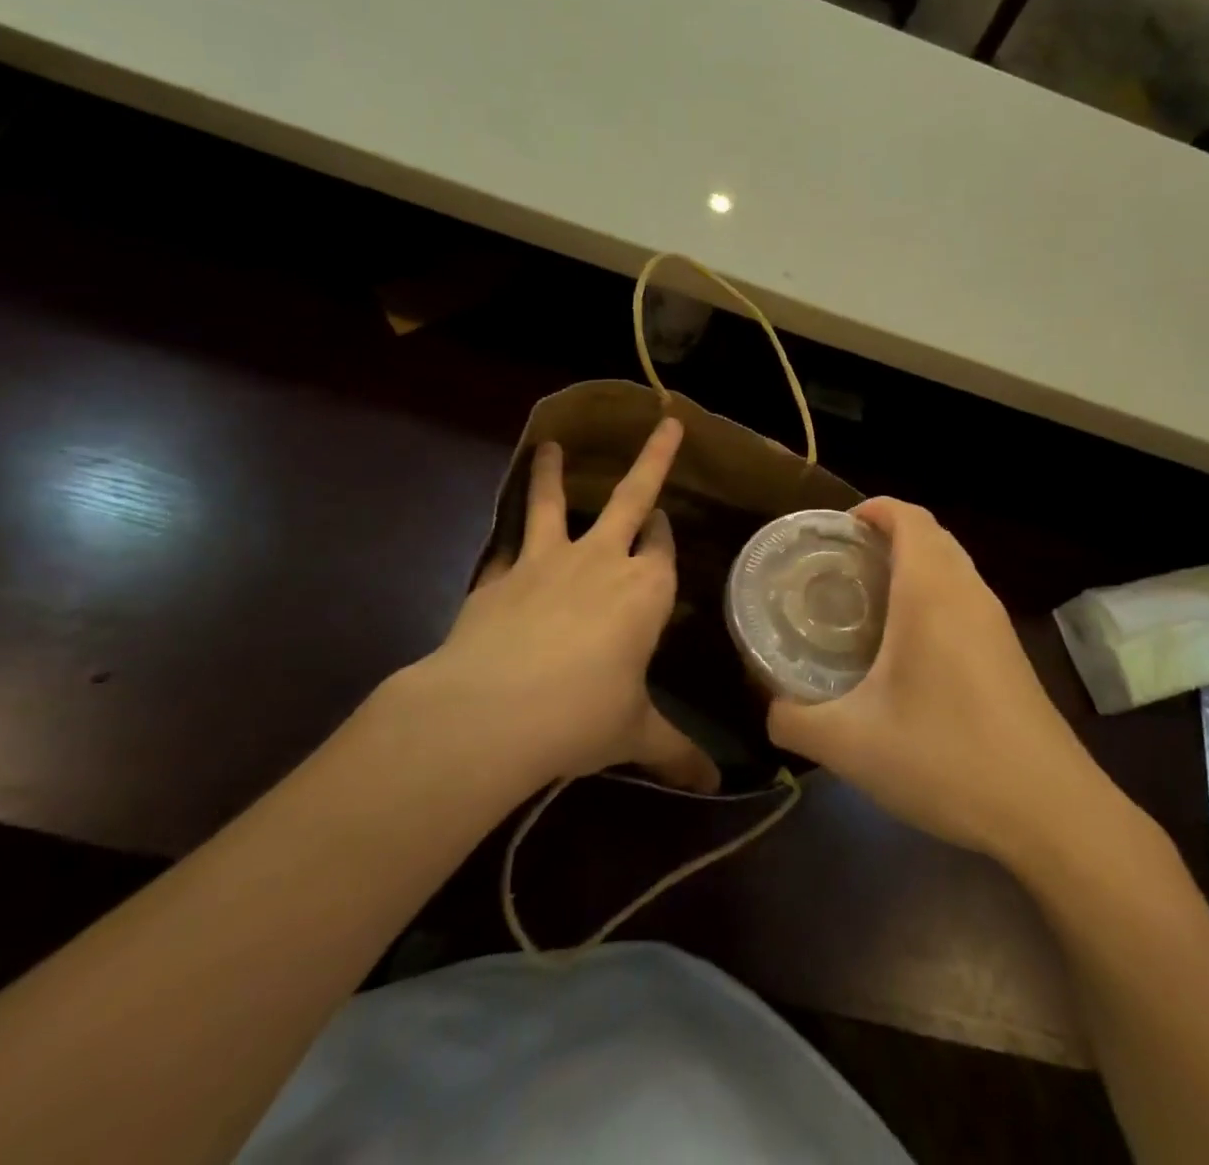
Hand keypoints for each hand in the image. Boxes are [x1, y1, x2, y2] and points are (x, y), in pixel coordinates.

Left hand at [392, 418, 717, 793]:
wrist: (491, 712)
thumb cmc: (580, 717)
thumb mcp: (634, 734)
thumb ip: (677, 753)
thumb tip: (717, 784)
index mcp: (645, 591)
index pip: (664, 548)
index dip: (666, 535)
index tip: (666, 522)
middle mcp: (602, 561)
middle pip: (632, 497)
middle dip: (654, 459)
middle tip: (666, 422)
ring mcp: (545, 561)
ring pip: (554, 502)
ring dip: (554, 473)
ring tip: (550, 444)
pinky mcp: (498, 575)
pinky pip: (508, 545)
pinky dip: (508, 536)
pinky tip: (504, 539)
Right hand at [767, 498, 1128, 865]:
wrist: (1049, 812)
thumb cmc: (945, 758)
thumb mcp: (850, 744)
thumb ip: (794, 720)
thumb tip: (771, 708)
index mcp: (931, 592)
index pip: (908, 517)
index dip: (872, 509)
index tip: (834, 530)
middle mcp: (968, 594)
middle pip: (931, 536)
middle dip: (886, 536)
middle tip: (839, 565)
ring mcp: (996, 623)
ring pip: (952, 567)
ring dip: (912, 566)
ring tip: (866, 600)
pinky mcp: (1009, 653)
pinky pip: (965, 599)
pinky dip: (933, 596)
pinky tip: (906, 647)